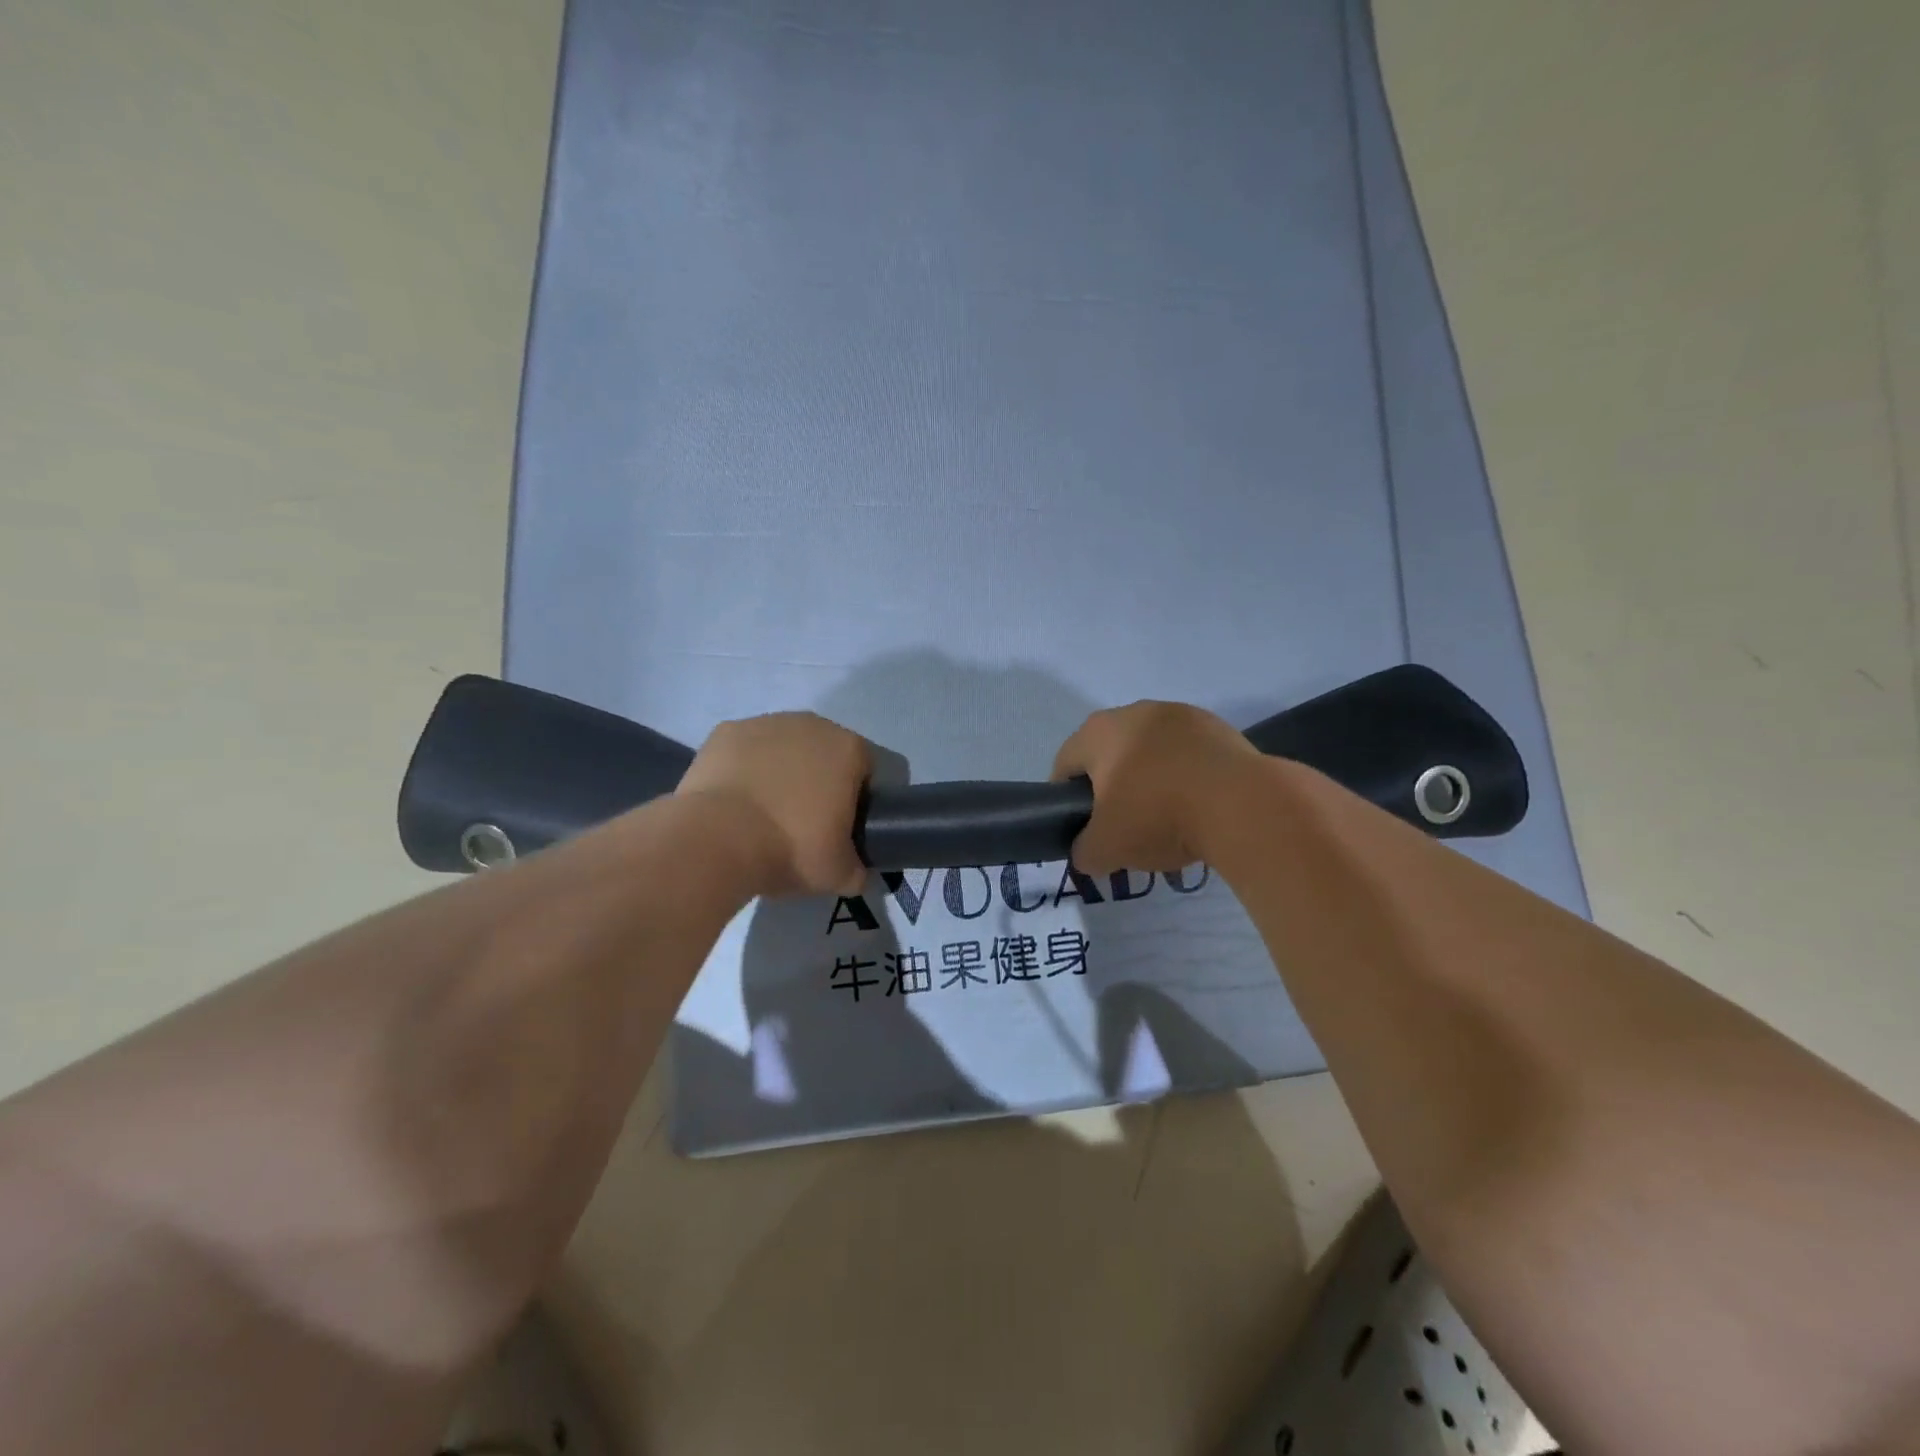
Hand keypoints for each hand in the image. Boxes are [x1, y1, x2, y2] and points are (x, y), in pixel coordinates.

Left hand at [675, 712, 873, 896]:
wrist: (717, 840)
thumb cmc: (791, 848)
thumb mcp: (838, 874)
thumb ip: (856, 870)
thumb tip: (855, 873)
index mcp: (848, 750)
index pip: (863, 770)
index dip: (854, 798)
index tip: (839, 827)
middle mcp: (811, 725)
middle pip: (822, 752)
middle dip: (816, 779)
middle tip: (802, 821)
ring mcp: (765, 723)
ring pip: (782, 747)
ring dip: (779, 771)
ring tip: (763, 813)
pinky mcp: (725, 732)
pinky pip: (744, 751)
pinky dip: (742, 769)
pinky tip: (734, 801)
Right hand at [1051, 701, 1263, 874]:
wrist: (1241, 804)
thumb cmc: (1157, 816)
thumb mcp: (1106, 849)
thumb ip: (1084, 851)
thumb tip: (1087, 853)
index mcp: (1098, 732)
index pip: (1065, 765)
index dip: (1065, 800)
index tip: (1082, 829)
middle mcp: (1134, 712)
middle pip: (1109, 754)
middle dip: (1112, 788)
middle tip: (1123, 827)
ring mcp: (1180, 715)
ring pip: (1151, 752)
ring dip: (1151, 780)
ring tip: (1167, 819)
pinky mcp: (1219, 727)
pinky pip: (1188, 755)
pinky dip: (1186, 777)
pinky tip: (1198, 807)